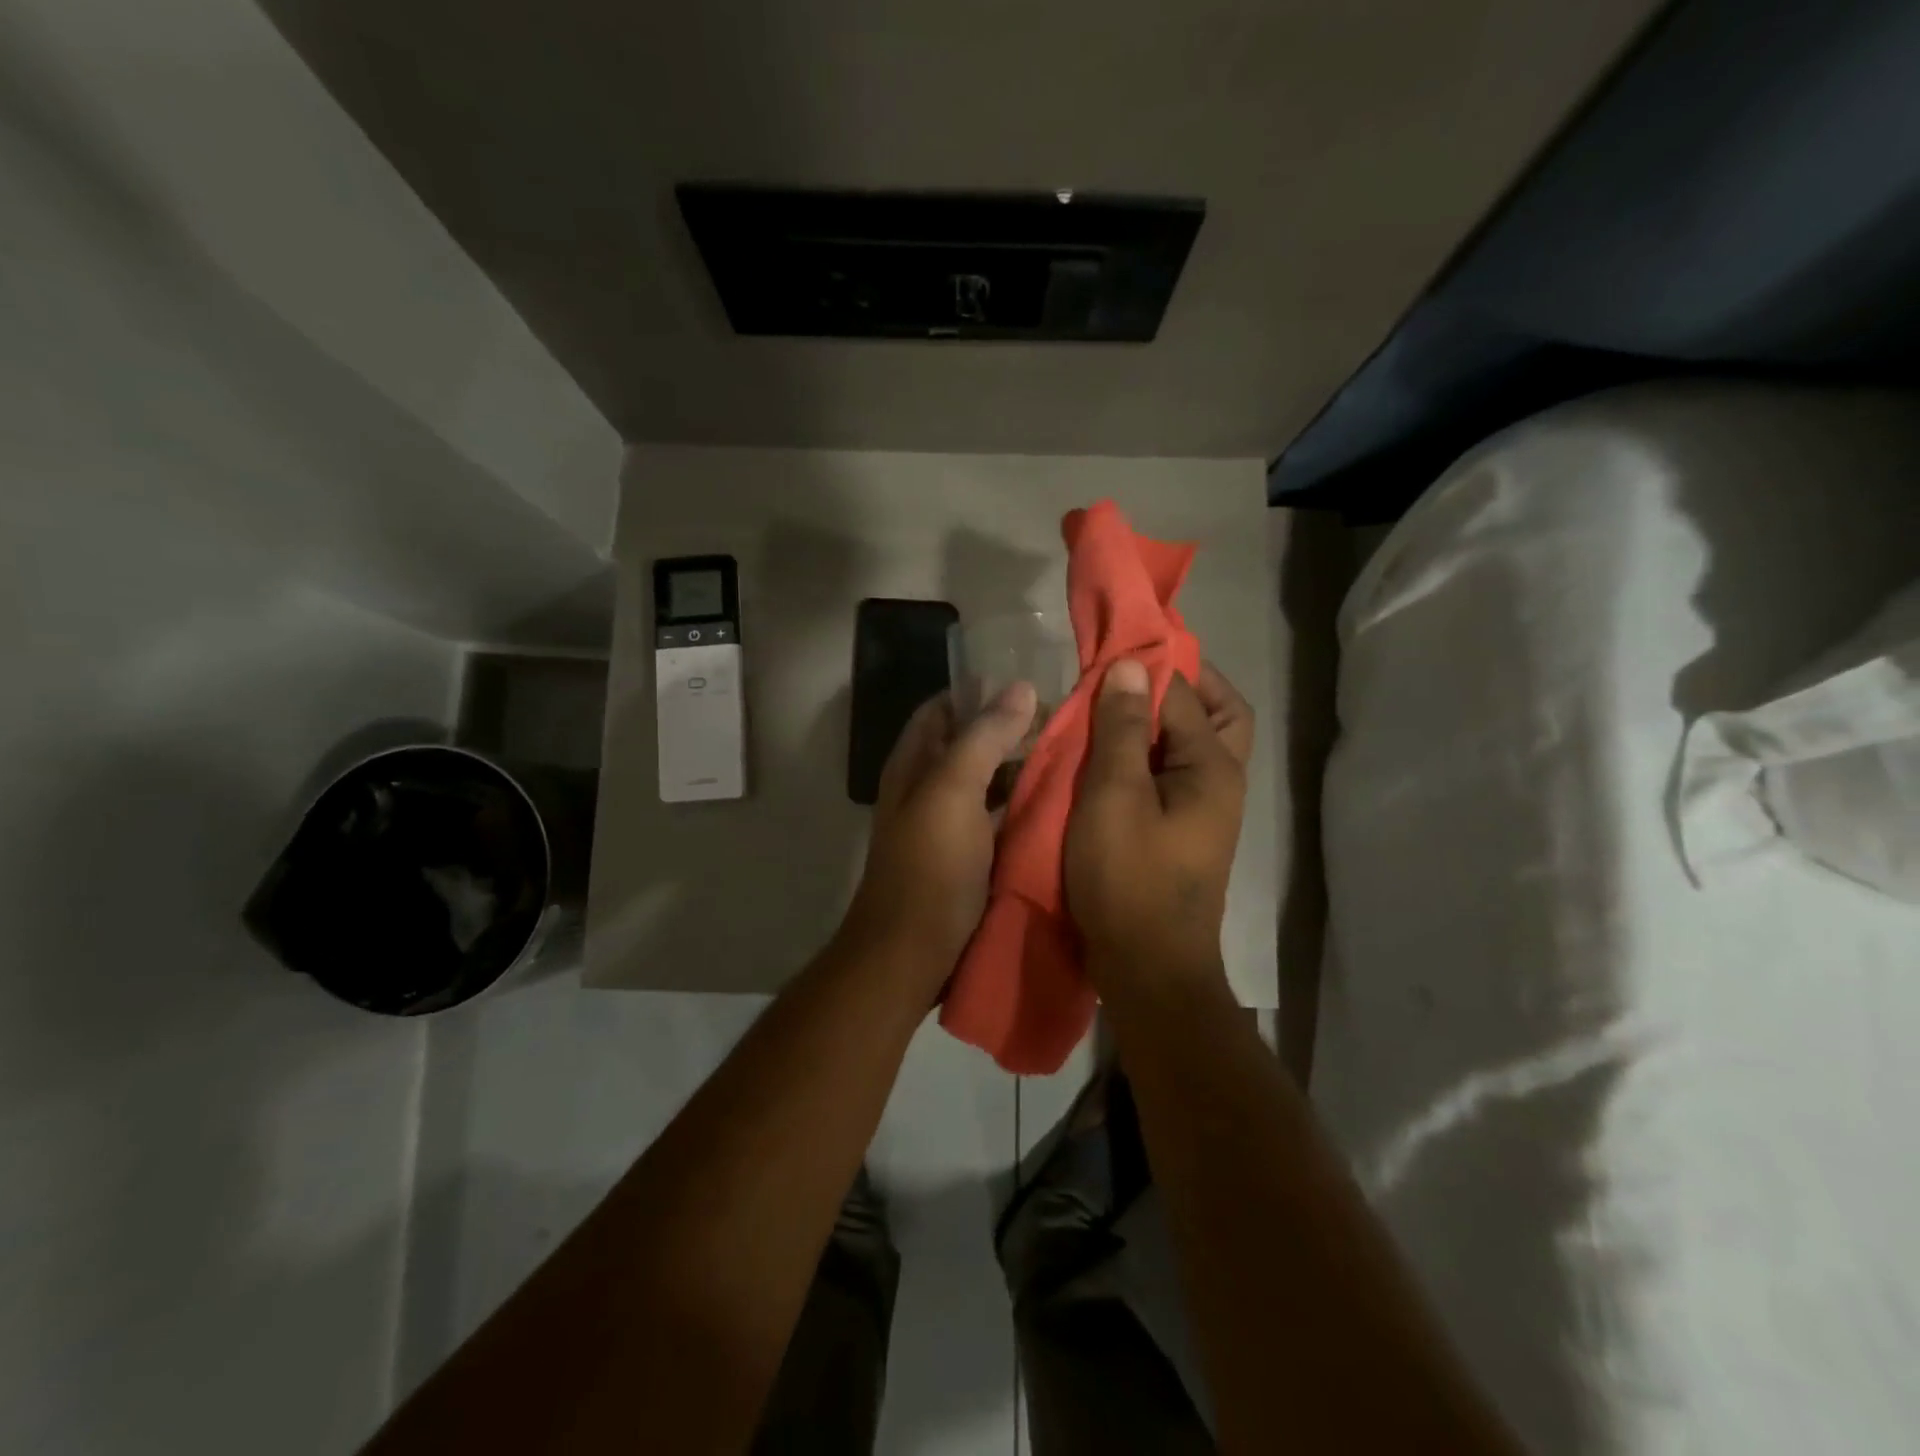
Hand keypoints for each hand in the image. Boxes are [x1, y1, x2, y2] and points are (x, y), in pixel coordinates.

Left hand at [844, 683, 1037, 985]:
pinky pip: (1000, 818)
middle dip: (1012, 729)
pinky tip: (1061, 803)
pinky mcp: (969, 857)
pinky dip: (1025, 806)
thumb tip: (1020, 688)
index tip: (1033, 686)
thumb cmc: (929, 868)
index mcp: (914, 764)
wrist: (911, 955)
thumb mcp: (953, 792)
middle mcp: (928, 787)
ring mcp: (949, 825)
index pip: (944, 707)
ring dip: (1023, 767)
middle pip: (970, 743)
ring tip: (1075, 754)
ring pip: (989, 781)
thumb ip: (983, 738)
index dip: (982, 691)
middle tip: (1067, 722)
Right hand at [1065, 660, 1253, 983]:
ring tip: (1113, 710)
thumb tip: (1130, 665)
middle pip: (1217, 714)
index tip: (1105, 650)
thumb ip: (1122, 730)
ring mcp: (1205, 811)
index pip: (1185, 693)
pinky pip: (1172, 775)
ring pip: (1194, 746)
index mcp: (1214, 768)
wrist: (1148, 970)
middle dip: (1181, 686)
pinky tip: (1110, 758)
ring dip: (1162, 721)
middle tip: (1131, 674)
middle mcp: (1221, 782)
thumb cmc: (1128, 879)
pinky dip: (1148, 755)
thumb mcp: (1114, 798)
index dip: (1146, 665)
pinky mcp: (1183, 832)